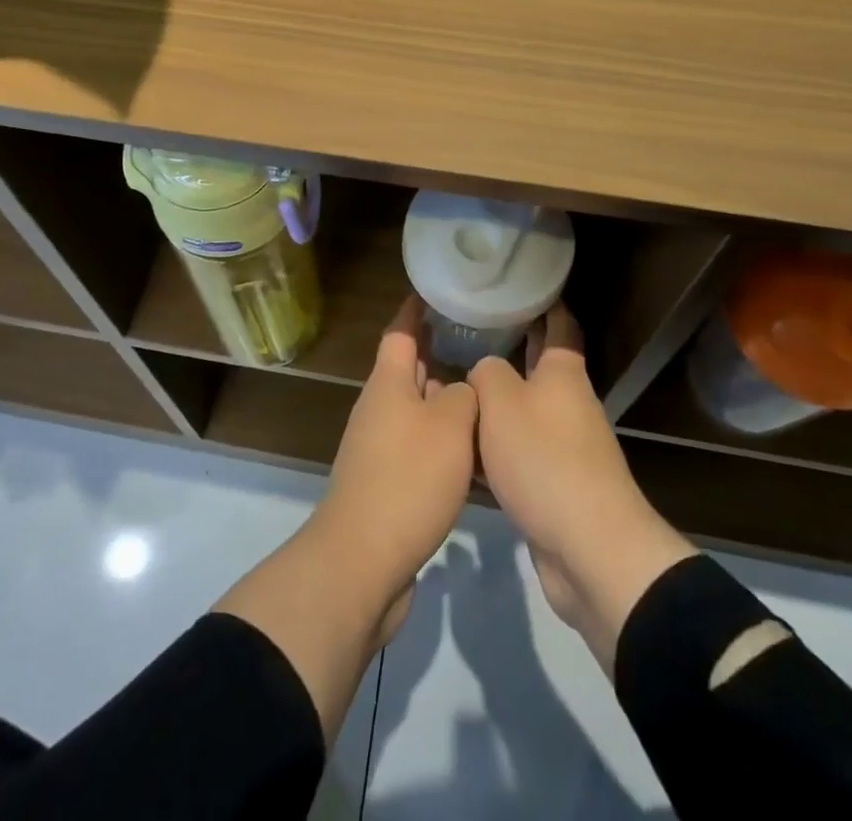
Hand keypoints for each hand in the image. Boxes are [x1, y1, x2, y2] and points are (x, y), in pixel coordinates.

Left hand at [213, 297, 476, 741]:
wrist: (363, 559)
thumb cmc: (408, 478)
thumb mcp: (450, 425)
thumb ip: (465, 395)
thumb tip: (465, 389)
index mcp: (388, 383)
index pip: (401, 332)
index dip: (416, 310)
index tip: (435, 291)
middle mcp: (380, 408)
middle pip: (411, 371)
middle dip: (440, 355)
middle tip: (480, 343)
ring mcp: (380, 447)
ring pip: (420, 412)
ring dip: (448, 404)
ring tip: (488, 398)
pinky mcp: (388, 484)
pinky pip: (421, 449)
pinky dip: (446, 445)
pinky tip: (477, 457)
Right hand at [469, 304, 695, 671]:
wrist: (589, 548)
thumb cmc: (544, 459)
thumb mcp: (501, 401)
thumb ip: (485, 373)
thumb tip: (484, 370)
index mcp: (562, 373)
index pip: (558, 324)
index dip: (544, 303)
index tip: (522, 285)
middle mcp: (568, 402)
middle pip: (537, 367)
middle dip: (510, 350)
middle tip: (470, 332)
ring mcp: (565, 446)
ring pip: (523, 411)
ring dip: (495, 402)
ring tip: (455, 388)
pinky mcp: (555, 485)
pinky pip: (519, 453)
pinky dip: (494, 446)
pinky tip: (463, 448)